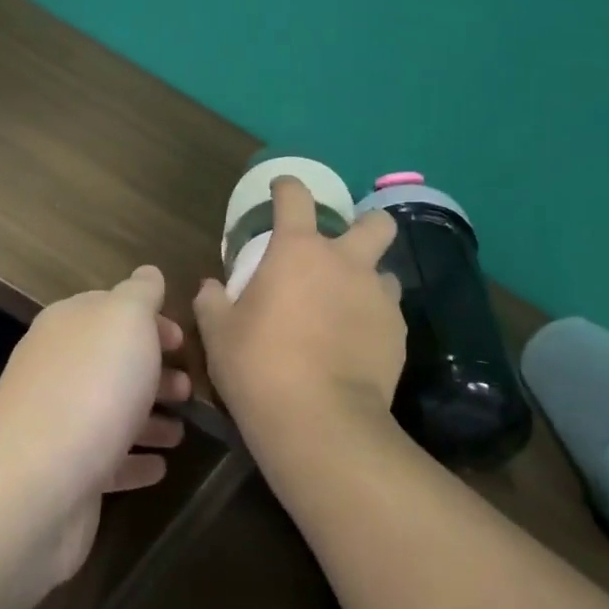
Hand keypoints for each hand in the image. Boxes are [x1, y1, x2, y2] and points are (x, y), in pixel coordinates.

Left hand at [0, 266, 189, 585]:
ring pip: (112, 411)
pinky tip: (161, 466)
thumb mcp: (126, 320)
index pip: (109, 309)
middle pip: (112, 362)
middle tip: (190, 388)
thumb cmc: (92, 386)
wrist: (37, 483)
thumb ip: (141, 293)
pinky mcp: (66, 473)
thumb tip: (148, 274)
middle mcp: (58, 368)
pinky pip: (108, 460)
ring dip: (149, 417)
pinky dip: (135, 459)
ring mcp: (59, 423)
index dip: (149, 320)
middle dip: (153, 371)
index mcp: (68, 325)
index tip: (183, 341)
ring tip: (182, 431)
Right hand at [194, 177, 406, 452]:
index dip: (287, 186)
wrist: (319, 421)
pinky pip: (389, 314)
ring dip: (368, 280)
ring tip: (348, 307)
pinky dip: (373, 321)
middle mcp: (346, 263)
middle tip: (341, 249)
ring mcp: (378, 297)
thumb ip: (212, 302)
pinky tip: (356, 346)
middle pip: (375, 222)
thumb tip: (210, 287)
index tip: (281, 189)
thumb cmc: (259, 366)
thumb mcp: (219, 333)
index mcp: (299, 251)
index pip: (296, 196)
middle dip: (364, 225)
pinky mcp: (397, 334)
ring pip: (385, 272)